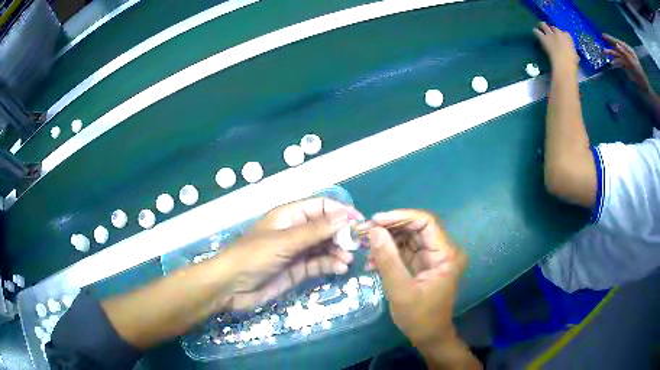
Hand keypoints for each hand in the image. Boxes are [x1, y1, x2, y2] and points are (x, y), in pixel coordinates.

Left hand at [223, 198, 362, 309]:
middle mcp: (295, 231)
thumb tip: (344, 216)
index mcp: (289, 215)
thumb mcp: (284, 241)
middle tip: (357, 245)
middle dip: (342, 235)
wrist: (231, 287)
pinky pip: (319, 264)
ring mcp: (297, 251)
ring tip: (347, 260)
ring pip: (324, 247)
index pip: (321, 206)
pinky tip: (339, 269)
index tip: (359, 222)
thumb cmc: (253, 257)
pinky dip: (330, 265)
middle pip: (326, 228)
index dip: (341, 211)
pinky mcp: (297, 270)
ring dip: (338, 252)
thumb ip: (315, 231)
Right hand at [366, 210, 467, 348]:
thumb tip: (373, 230)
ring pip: (407, 237)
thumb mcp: (401, 290)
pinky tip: (371, 261)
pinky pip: (404, 250)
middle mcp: (441, 250)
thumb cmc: (419, 317)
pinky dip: (387, 253)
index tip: (376, 220)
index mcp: (446, 254)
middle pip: (415, 228)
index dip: (401, 217)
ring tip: (364, 247)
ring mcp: (431, 257)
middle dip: (389, 229)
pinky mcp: (421, 264)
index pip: (426, 222)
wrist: (428, 336)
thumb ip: (388, 260)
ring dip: (386, 241)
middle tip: (364, 232)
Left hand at [533, 22, 578, 72]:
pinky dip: (536, 31)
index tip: (561, 38)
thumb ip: (573, 52)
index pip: (565, 33)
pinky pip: (537, 31)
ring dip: (542, 26)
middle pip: (553, 27)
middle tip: (550, 31)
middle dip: (552, 29)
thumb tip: (574, 54)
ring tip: (540, 28)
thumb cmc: (572, 62)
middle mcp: (558, 33)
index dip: (562, 35)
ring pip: (544, 25)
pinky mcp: (543, 38)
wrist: (564, 63)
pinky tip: (535, 31)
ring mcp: (550, 34)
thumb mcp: (575, 56)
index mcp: (568, 37)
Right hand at [603, 34, 651, 92]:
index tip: (603, 36)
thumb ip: (625, 54)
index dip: (611, 39)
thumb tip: (616, 45)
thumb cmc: (640, 74)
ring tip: (604, 53)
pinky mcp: (626, 67)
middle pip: (617, 48)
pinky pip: (619, 63)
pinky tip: (611, 63)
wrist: (644, 87)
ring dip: (611, 54)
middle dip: (610, 45)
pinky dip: (615, 62)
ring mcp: (626, 60)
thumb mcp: (633, 63)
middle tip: (602, 42)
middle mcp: (627, 53)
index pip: (619, 42)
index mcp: (629, 50)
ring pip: (617, 55)